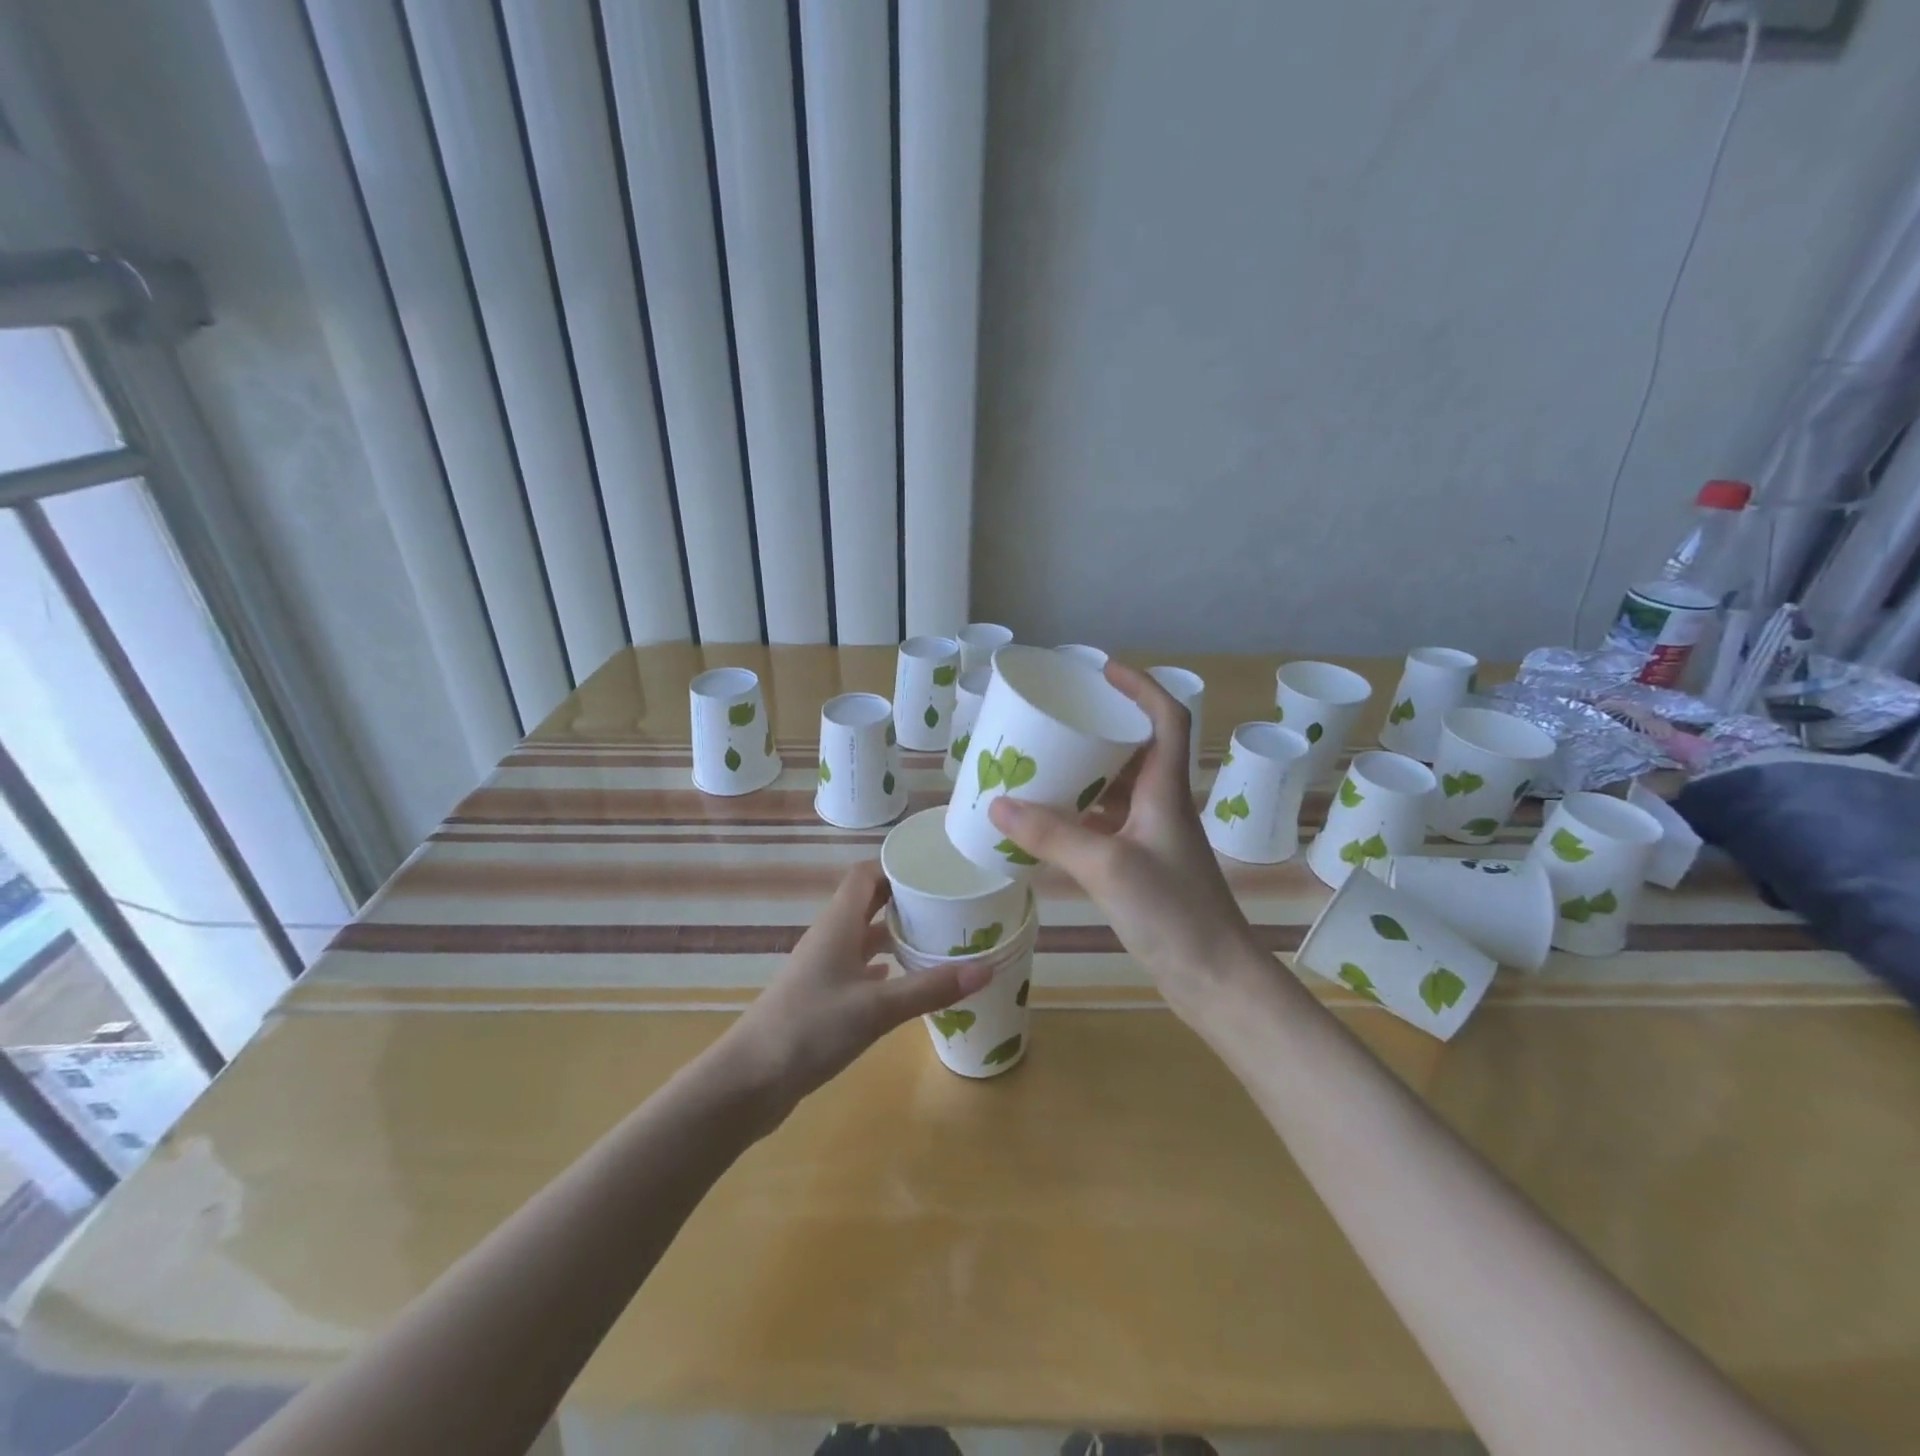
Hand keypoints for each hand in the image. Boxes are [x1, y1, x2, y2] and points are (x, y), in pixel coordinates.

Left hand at [716, 862, 991, 1128]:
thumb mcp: (877, 1008)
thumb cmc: (810, 1029)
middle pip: (866, 904)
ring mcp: (822, 970)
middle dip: (903, 900)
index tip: (935, 870)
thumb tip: (987, 968)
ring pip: (862, 938)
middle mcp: (829, 939)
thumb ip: (930, 988)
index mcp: (838, 925)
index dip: (896, 867)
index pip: (864, 876)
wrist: (749, 1081)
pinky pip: (857, 970)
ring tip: (935, 939)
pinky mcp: (821, 999)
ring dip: (893, 935)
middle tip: (947, 904)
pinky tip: (902, 980)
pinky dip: (882, 969)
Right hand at [987, 663, 1258, 1022]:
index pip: (1165, 717)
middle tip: (1056, 720)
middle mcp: (1162, 805)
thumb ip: (1052, 835)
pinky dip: (1079, 817)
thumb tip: (997, 806)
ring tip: (1043, 764)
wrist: (1215, 978)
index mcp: (1165, 790)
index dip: (1139, 686)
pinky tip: (1048, 823)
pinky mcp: (1143, 866)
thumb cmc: (1174, 912)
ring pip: (1118, 789)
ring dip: (1086, 774)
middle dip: (1099, 728)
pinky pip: (1107, 824)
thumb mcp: (1107, 866)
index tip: (1102, 670)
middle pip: (1135, 749)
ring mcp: (1153, 837)